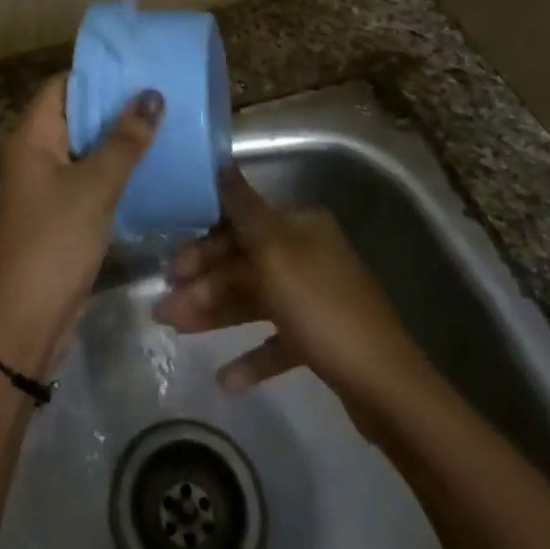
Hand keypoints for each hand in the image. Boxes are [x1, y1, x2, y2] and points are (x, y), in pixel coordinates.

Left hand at [0, 77, 160, 377]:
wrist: (24, 321)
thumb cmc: (54, 241)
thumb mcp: (94, 186)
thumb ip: (124, 140)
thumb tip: (151, 95)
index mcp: (31, 136)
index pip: (62, 86)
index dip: (97, 75)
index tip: (139, 69)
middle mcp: (33, 153)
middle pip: (75, 115)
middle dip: (114, 106)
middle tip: (161, 96)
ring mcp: (45, 185)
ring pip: (84, 148)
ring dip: (117, 139)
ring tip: (164, 125)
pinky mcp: (59, 213)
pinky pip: (87, 177)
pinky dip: (113, 169)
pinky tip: (149, 167)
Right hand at [154, 166, 435, 431]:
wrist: (386, 387)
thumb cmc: (321, 308)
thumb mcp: (275, 252)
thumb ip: (242, 208)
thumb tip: (221, 161)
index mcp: (299, 226)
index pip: (239, 225)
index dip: (202, 246)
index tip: (170, 268)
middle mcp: (307, 253)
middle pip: (242, 264)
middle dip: (202, 286)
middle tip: (163, 310)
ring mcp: (314, 297)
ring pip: (253, 299)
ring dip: (215, 315)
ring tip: (176, 333)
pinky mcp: (320, 338)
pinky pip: (276, 340)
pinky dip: (251, 356)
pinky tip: (226, 380)